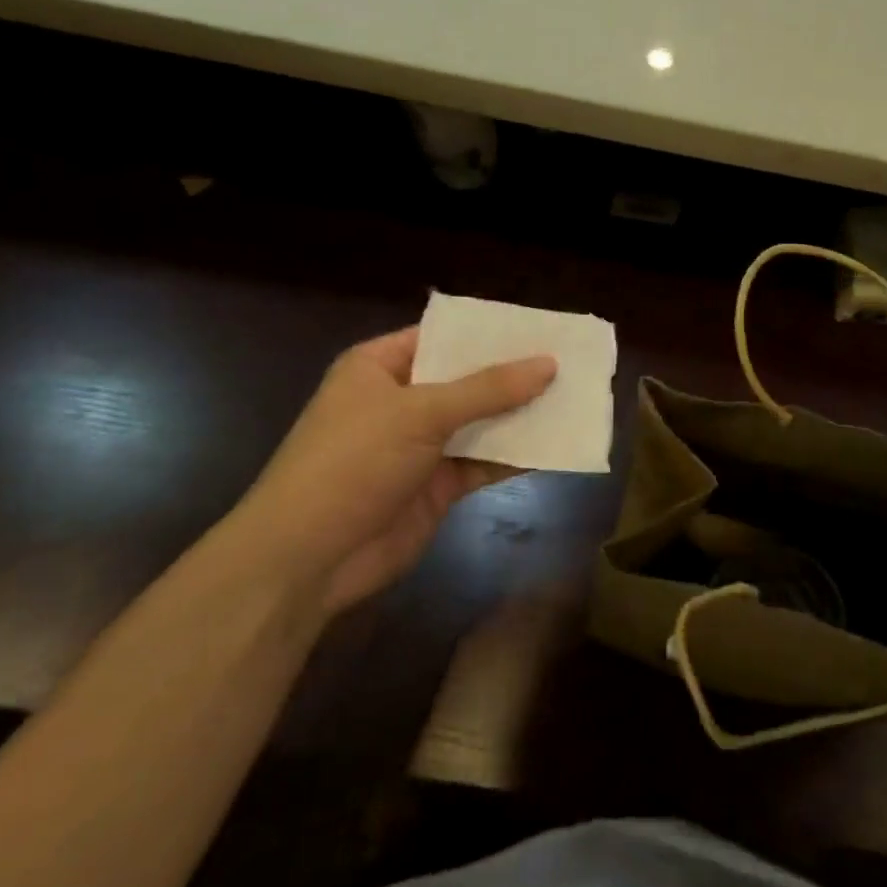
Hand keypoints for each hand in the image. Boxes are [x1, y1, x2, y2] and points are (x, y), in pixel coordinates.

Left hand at [228, 327, 555, 612]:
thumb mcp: (420, 413)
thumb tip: (549, 364)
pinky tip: (557, 445)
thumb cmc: (353, 462)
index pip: (443, 337)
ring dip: (521, 416)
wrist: (311, 557)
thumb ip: (487, 389)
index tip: (542, 328)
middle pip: (467, 380)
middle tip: (572, 362)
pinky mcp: (438, 485)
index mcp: (380, 367)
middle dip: (515, 375)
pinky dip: (516, 456)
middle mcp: (402, 401)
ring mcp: (421, 446)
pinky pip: (485, 462)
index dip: (490, 334)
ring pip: (481, 422)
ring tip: (576, 398)